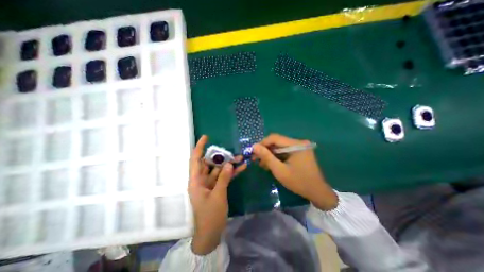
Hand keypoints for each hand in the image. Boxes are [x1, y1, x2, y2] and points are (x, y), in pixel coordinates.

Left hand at [188, 135, 246, 254]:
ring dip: (229, 164)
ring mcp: (210, 183)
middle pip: (210, 163)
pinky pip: (224, 177)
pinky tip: (242, 168)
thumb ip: (223, 179)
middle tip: (231, 151)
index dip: (199, 147)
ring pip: (219, 169)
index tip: (206, 137)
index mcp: (196, 181)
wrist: (211, 233)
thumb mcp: (217, 196)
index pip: (195, 160)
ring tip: (240, 158)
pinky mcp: (217, 187)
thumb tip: (230, 164)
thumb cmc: (210, 216)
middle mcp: (202, 179)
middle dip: (220, 156)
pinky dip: (232, 173)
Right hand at [254, 134, 336, 209]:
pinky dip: (277, 156)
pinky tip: (271, 164)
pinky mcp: (299, 152)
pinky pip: (285, 151)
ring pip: (280, 147)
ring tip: (262, 163)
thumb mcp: (280, 170)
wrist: (317, 192)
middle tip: (256, 159)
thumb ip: (266, 157)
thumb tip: (254, 146)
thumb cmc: (299, 182)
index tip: (254, 152)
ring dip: (270, 154)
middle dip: (265, 150)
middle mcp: (298, 142)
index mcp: (296, 144)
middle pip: (277, 142)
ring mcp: (300, 147)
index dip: (262, 143)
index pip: (275, 138)